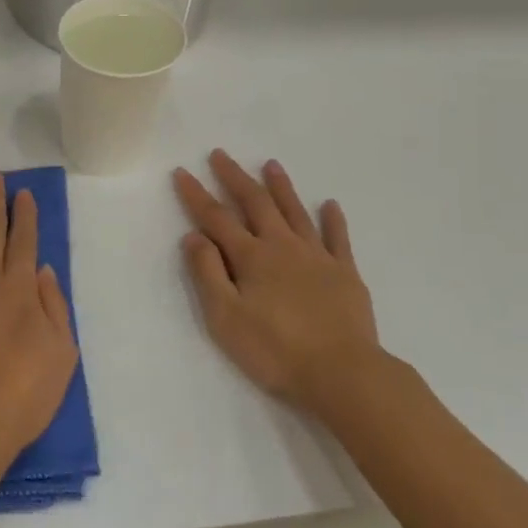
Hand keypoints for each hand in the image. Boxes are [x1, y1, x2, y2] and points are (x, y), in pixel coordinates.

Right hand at [173, 150, 387, 411]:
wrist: (342, 373)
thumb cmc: (275, 350)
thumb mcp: (225, 317)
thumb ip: (208, 273)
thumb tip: (193, 236)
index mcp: (251, 257)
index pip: (216, 218)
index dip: (196, 195)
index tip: (182, 172)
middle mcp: (283, 246)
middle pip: (255, 203)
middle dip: (235, 177)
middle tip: (221, 154)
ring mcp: (317, 257)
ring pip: (295, 212)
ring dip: (281, 187)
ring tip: (271, 164)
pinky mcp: (346, 273)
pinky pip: (338, 238)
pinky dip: (333, 219)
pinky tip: (330, 204)